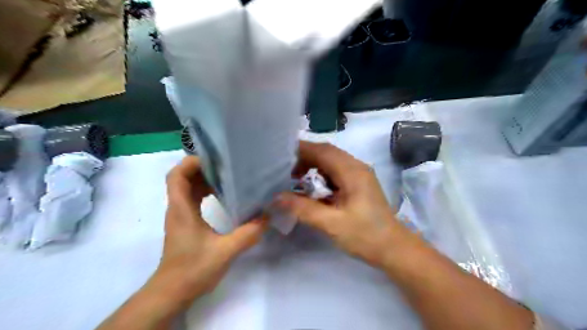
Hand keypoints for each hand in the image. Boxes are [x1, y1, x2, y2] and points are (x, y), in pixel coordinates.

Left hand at [148, 155, 267, 304]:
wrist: (173, 292)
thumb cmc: (193, 269)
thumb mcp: (225, 251)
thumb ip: (248, 233)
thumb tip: (268, 216)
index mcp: (181, 209)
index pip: (177, 175)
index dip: (191, 163)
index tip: (215, 160)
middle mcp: (178, 208)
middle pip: (184, 177)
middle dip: (204, 168)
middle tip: (228, 165)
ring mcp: (181, 215)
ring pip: (189, 187)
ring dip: (206, 179)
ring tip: (229, 176)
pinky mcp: (186, 223)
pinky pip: (194, 198)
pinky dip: (207, 191)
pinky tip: (224, 196)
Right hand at [276, 142, 408, 267]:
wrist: (393, 248)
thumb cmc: (365, 236)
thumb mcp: (331, 224)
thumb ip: (303, 209)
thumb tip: (277, 197)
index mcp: (352, 171)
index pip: (323, 150)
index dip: (301, 150)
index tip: (281, 158)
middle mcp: (356, 167)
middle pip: (327, 152)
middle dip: (305, 158)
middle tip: (286, 172)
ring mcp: (359, 174)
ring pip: (331, 161)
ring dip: (313, 166)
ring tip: (296, 179)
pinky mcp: (358, 184)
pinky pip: (336, 171)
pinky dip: (321, 175)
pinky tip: (313, 189)